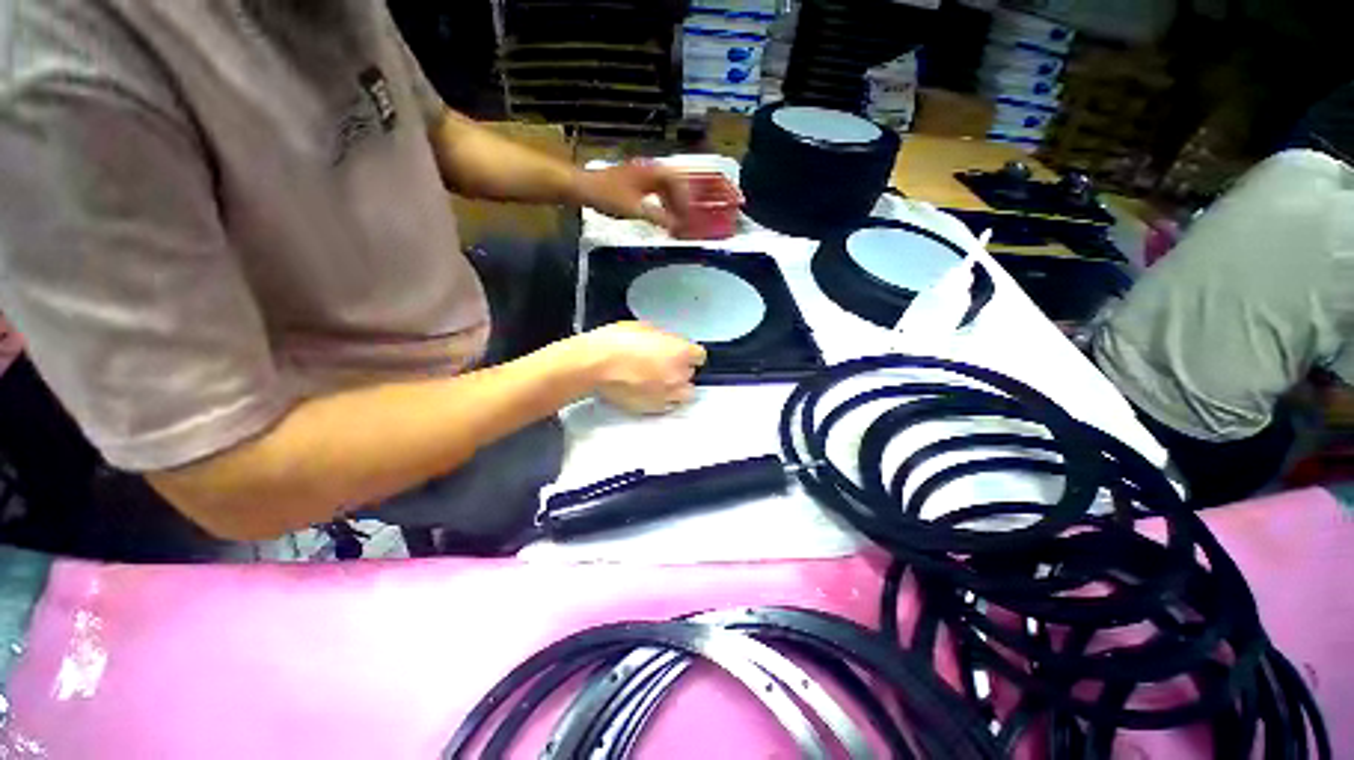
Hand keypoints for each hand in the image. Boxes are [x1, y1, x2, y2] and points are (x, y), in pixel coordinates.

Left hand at [572, 160, 692, 231]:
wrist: (582, 187)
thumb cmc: (609, 197)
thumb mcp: (636, 210)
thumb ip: (658, 218)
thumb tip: (677, 227)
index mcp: (652, 172)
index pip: (678, 183)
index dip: (686, 201)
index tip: (688, 217)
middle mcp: (649, 169)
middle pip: (673, 184)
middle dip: (680, 203)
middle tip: (684, 221)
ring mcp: (640, 174)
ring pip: (663, 188)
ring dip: (670, 204)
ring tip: (674, 221)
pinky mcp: (632, 180)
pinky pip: (654, 190)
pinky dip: (660, 203)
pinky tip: (659, 215)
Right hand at [581, 322, 706, 414]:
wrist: (594, 365)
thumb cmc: (617, 341)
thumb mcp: (645, 327)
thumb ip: (666, 338)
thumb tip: (671, 344)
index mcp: (680, 352)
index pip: (700, 355)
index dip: (689, 353)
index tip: (681, 352)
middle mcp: (679, 376)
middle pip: (692, 375)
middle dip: (681, 369)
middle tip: (664, 364)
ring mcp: (667, 395)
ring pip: (684, 394)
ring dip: (676, 387)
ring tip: (661, 381)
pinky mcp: (654, 408)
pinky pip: (667, 405)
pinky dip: (662, 399)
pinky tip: (649, 391)